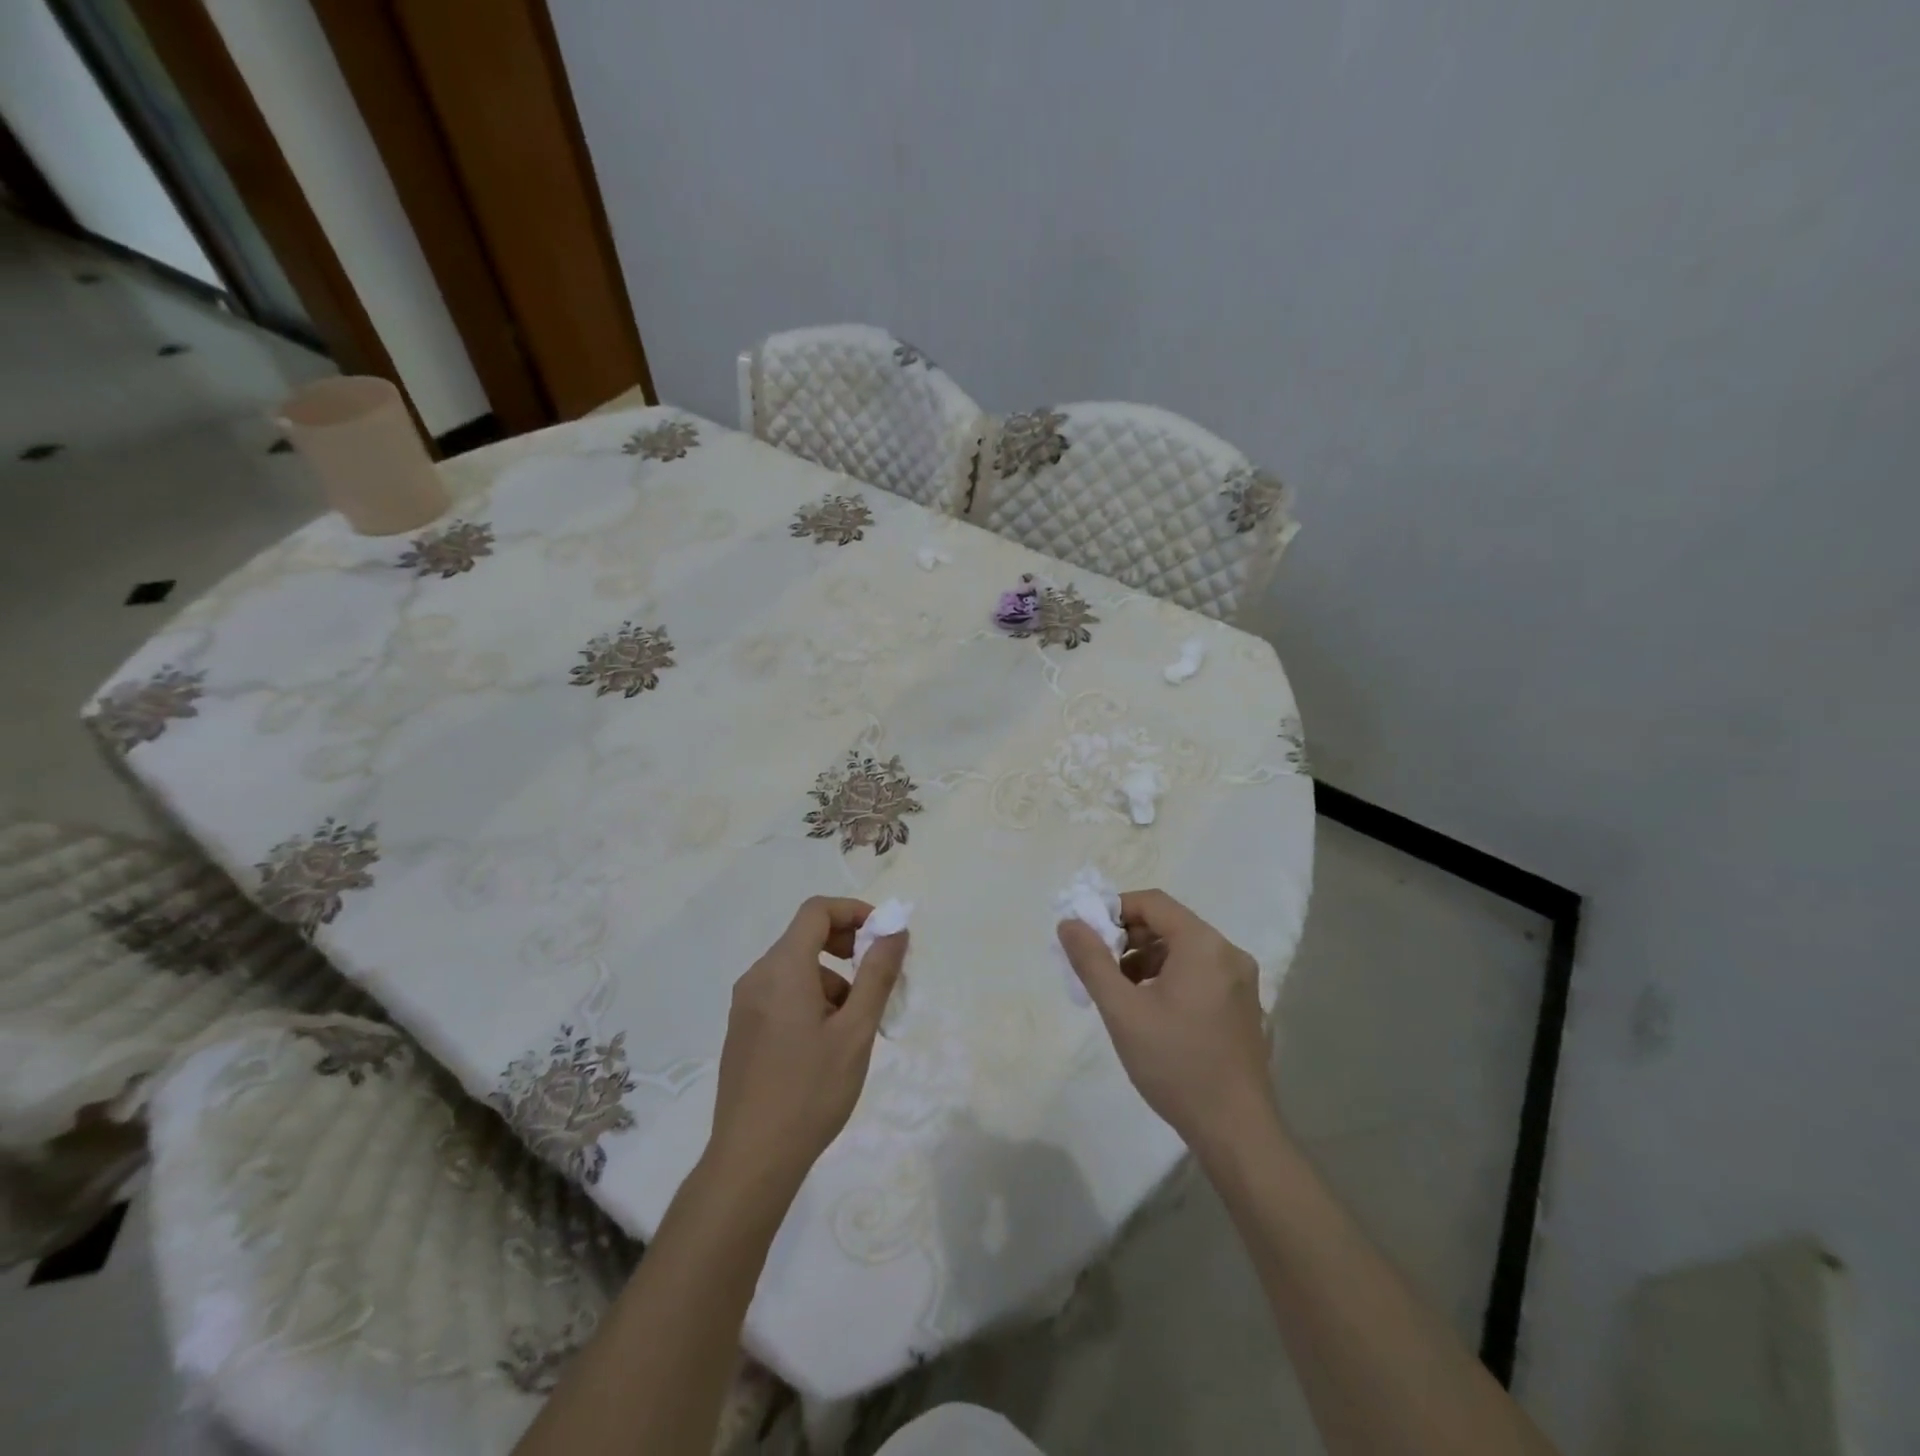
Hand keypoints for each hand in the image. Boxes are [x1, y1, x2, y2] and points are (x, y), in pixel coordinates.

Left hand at [705, 897, 906, 1197]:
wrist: (751, 1160)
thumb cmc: (810, 1091)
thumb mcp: (856, 1031)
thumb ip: (877, 975)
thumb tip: (895, 931)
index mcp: (782, 969)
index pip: (816, 911)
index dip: (853, 911)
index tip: (883, 936)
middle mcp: (757, 977)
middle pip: (805, 936)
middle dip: (847, 946)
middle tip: (877, 978)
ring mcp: (745, 1004)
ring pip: (795, 968)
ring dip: (831, 978)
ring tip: (855, 1024)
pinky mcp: (742, 1029)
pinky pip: (781, 992)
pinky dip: (810, 997)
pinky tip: (826, 1042)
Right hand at [1058, 889, 1274, 1152]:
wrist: (1236, 1130)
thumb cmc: (1175, 1064)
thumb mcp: (1122, 1010)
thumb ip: (1091, 961)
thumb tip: (1068, 923)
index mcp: (1204, 945)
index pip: (1153, 903)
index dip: (1115, 910)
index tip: (1088, 937)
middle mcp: (1229, 953)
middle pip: (1169, 924)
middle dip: (1129, 939)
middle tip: (1100, 969)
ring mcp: (1242, 981)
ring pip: (1184, 951)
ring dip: (1147, 960)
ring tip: (1122, 995)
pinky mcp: (1244, 1006)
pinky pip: (1200, 973)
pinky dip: (1170, 978)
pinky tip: (1151, 1012)